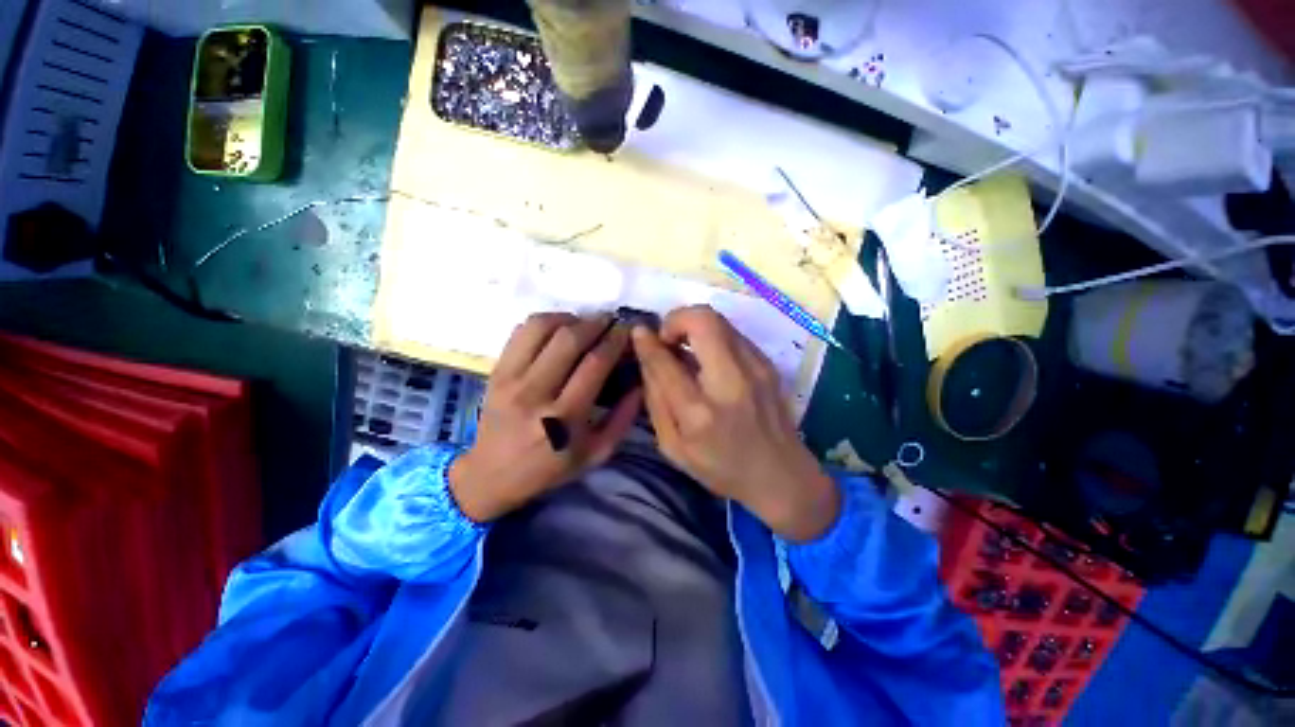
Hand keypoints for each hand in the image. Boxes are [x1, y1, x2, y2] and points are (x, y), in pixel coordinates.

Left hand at [448, 313, 642, 522]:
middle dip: (596, 323)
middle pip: (569, 339)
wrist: (492, 475)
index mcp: (564, 417)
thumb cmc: (550, 467)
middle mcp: (535, 392)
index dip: (615, 341)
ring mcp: (510, 379)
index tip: (627, 331)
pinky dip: (544, 322)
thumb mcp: (596, 453)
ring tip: (584, 324)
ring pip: (541, 327)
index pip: (595, 363)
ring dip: (569, 318)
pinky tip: (558, 330)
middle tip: (610, 321)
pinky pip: (520, 332)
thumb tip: (640, 382)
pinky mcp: (495, 371)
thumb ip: (623, 418)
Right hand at [632, 306, 838, 541]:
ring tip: (685, 347)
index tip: (639, 332)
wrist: (781, 475)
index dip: (647, 341)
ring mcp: (755, 368)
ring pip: (719, 320)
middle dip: (676, 319)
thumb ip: (655, 400)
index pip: (666, 361)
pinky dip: (712, 336)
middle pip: (702, 320)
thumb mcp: (673, 446)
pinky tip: (708, 359)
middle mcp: (731, 382)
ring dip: (694, 325)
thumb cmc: (721, 468)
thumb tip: (647, 357)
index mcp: (700, 412)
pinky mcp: (767, 363)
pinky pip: (732, 333)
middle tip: (667, 339)